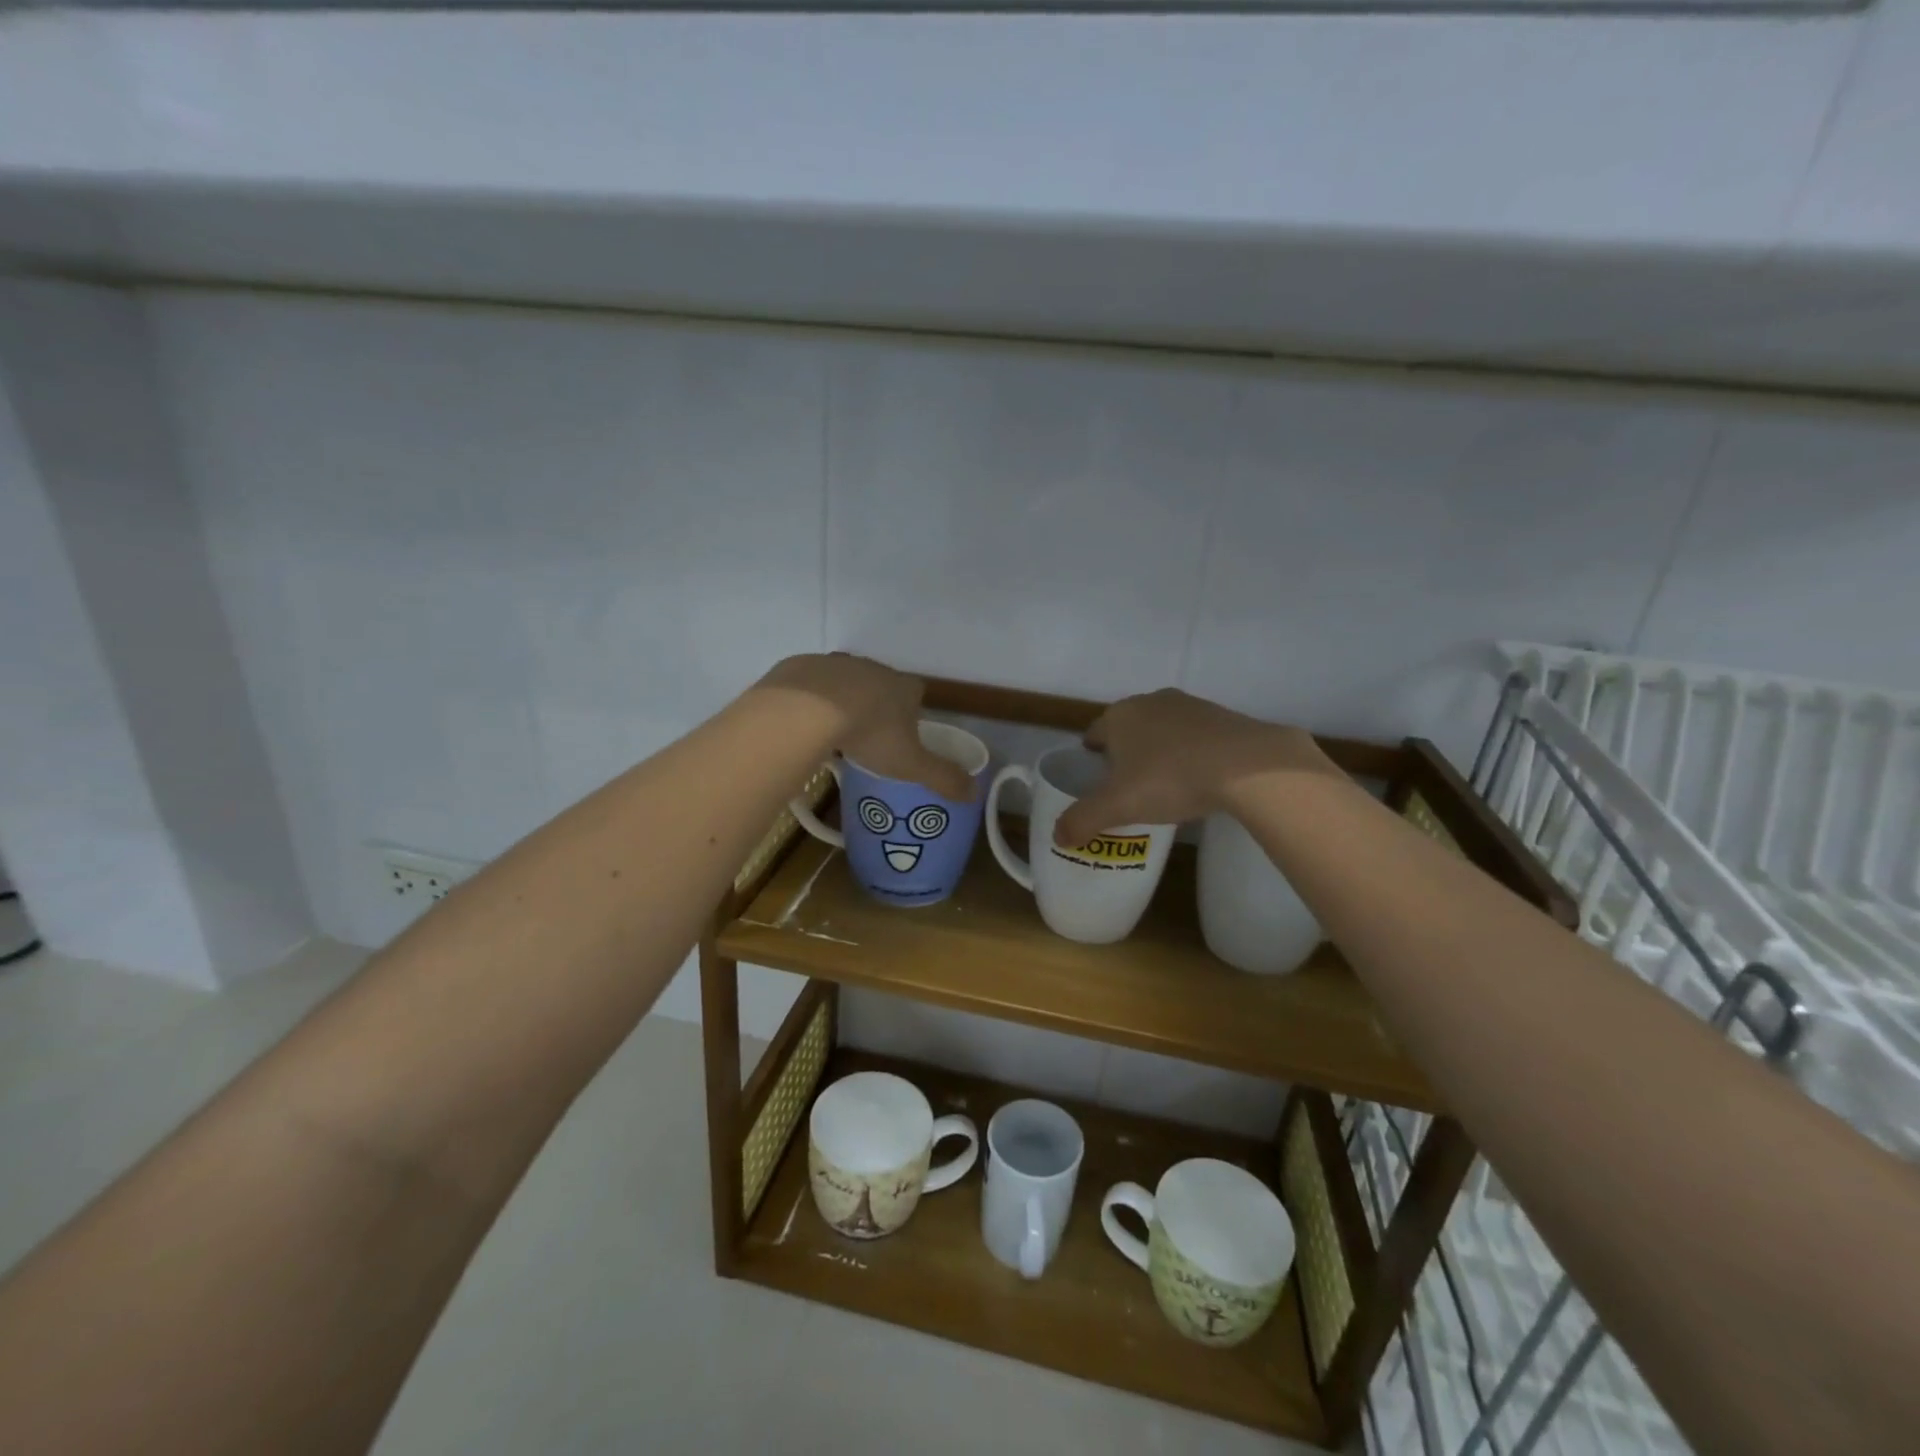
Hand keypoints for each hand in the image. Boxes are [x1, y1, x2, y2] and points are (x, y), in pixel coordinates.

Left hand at [756, 654, 974, 800]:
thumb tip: (975, 793)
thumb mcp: (911, 764)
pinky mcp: (803, 666)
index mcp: (903, 687)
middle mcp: (873, 668)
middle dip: (876, 706)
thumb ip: (943, 777)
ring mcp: (836, 664)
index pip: (916, 694)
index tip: (903, 735)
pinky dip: (809, 700)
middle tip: (867, 737)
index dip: (912, 713)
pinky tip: (803, 722)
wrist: (809, 709)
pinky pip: (810, 684)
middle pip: (880, 685)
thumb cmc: (870, 734)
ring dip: (842, 701)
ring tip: (833, 731)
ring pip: (844, 682)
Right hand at [1053, 689, 1329, 846]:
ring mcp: (1190, 706)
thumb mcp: (1117, 806)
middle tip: (1128, 788)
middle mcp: (1151, 702)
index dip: (1091, 757)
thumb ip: (1082, 820)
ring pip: (1163, 730)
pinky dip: (1192, 753)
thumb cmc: (1170, 779)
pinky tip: (1200, 779)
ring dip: (1159, 751)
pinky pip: (1196, 737)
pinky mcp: (1223, 717)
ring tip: (1165, 786)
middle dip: (1125, 754)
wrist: (1246, 766)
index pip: (1094, 733)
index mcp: (1119, 716)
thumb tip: (1058, 836)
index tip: (1097, 781)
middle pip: (1128, 729)